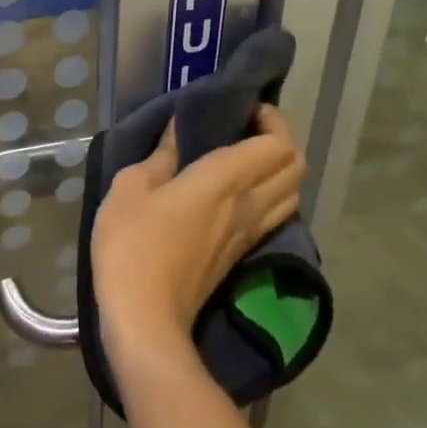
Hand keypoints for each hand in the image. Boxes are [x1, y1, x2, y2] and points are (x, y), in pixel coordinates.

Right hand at [91, 106, 305, 359]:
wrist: (145, 318)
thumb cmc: (133, 245)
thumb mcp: (131, 188)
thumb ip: (161, 156)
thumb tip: (179, 130)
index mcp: (226, 180)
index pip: (278, 143)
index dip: (271, 119)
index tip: (242, 109)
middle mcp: (249, 205)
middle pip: (295, 167)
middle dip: (280, 140)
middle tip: (244, 130)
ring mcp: (250, 234)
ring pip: (291, 194)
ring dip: (278, 170)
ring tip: (243, 159)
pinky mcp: (241, 256)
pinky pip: (273, 216)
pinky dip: (269, 196)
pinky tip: (235, 195)